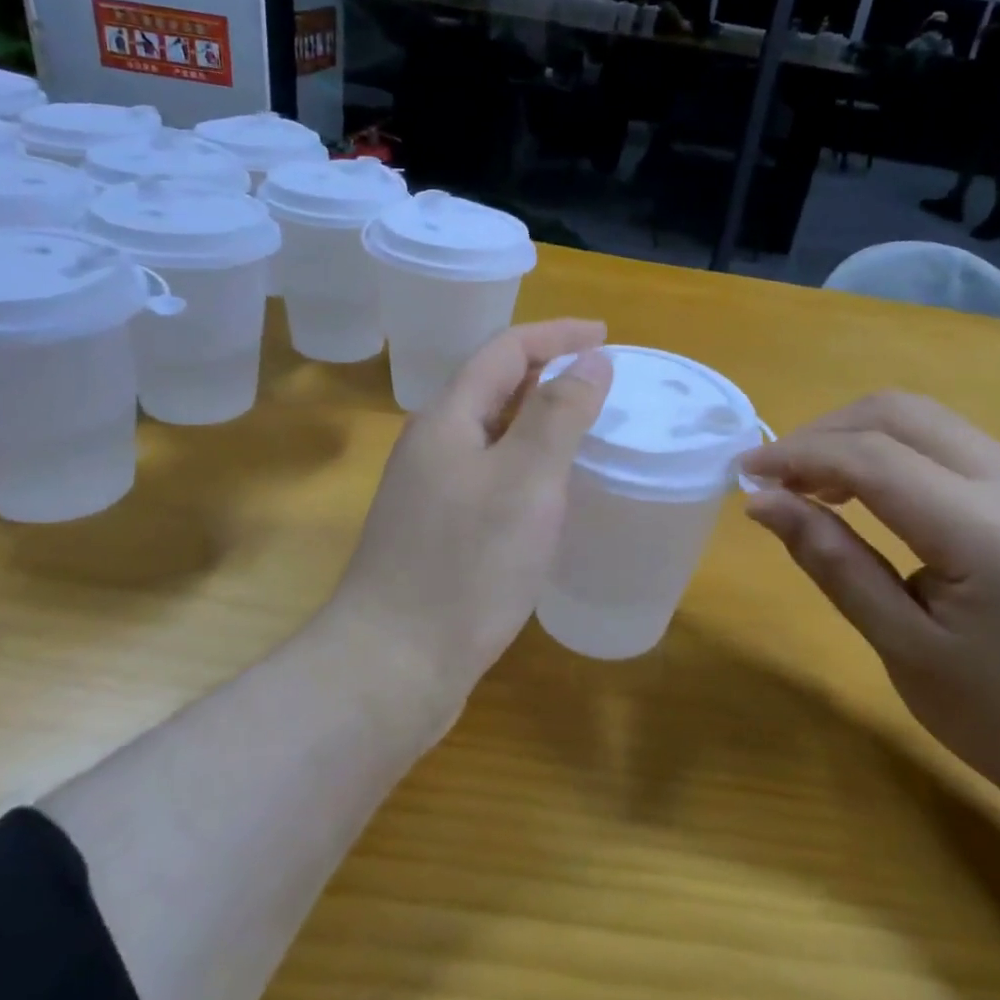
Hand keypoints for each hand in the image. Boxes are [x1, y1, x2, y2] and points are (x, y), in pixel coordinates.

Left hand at [329, 320, 612, 702]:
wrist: (394, 665)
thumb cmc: (467, 566)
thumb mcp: (526, 480)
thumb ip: (559, 414)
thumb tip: (590, 360)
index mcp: (447, 419)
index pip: (505, 350)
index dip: (556, 334)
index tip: (606, 336)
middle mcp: (432, 446)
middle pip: (493, 387)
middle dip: (547, 372)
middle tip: (601, 382)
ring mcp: (430, 492)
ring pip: (491, 434)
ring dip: (537, 419)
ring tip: (584, 429)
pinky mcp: (437, 532)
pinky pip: (489, 475)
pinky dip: (526, 465)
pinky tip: (549, 493)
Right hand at [742, 392, 999, 833]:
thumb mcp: (902, 648)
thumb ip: (832, 562)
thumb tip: (764, 503)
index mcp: (989, 536)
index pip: (874, 459)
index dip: (798, 456)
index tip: (744, 473)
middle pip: (902, 414)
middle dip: (824, 433)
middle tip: (775, 477)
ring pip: (926, 420)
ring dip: (856, 437)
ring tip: (809, 485)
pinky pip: (948, 445)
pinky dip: (890, 452)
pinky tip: (863, 493)